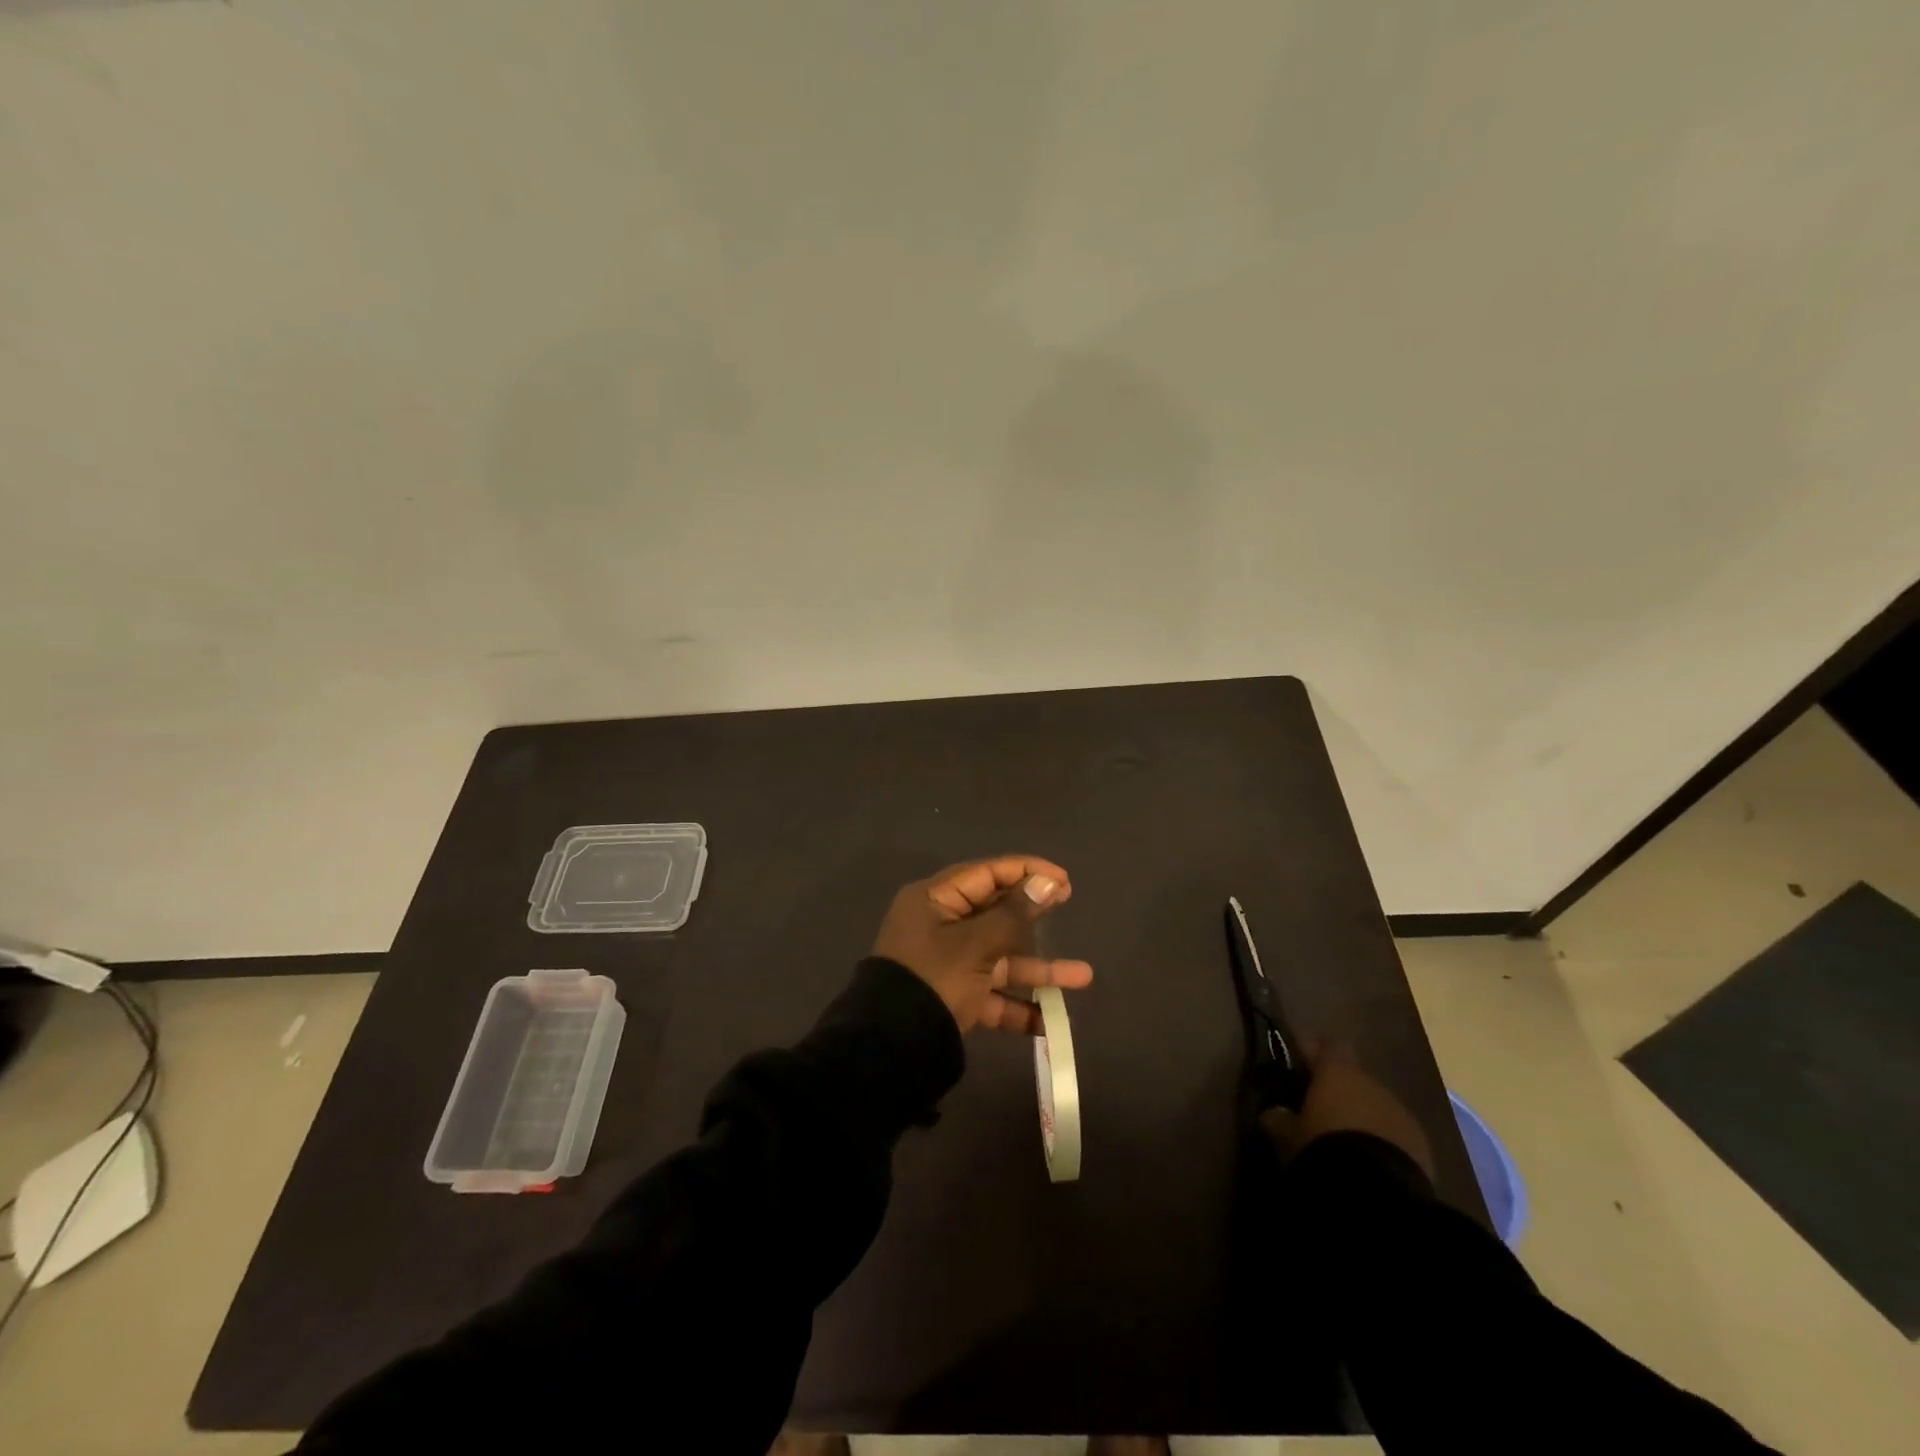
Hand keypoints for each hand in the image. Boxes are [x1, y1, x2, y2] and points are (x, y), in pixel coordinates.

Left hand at [872, 856, 1092, 1033]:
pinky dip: (1017, 1006)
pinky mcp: (953, 997)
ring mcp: (947, 963)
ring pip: (1000, 958)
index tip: (1062, 879)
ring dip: (1038, 969)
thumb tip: (1046, 882)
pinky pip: (991, 994)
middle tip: (1068, 904)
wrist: (891, 1048)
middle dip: (1035, 917)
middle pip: (995, 913)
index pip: (986, 873)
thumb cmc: (934, 978)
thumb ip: (1014, 914)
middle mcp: (940, 925)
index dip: (1025, 871)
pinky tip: (1050, 1022)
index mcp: (935, 900)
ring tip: (1083, 977)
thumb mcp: (976, 945)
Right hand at [1258, 1041, 1434, 1179]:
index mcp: (1338, 1071)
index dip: (1313, 1051)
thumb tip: (1273, 1111)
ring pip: (1375, 1104)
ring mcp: (1401, 1113)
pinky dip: (1381, 1140)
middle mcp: (1372, 1083)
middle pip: (1353, 1076)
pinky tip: (1369, 1161)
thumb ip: (1278, 1117)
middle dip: (1338, 1089)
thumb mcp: (1287, 1134)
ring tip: (1344, 1140)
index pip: (1327, 1045)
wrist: (1379, 1194)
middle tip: (1318, 1108)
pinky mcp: (1422, 1145)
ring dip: (1361, 1115)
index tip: (1298, 1062)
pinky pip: (1394, 1133)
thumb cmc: (1324, 1148)